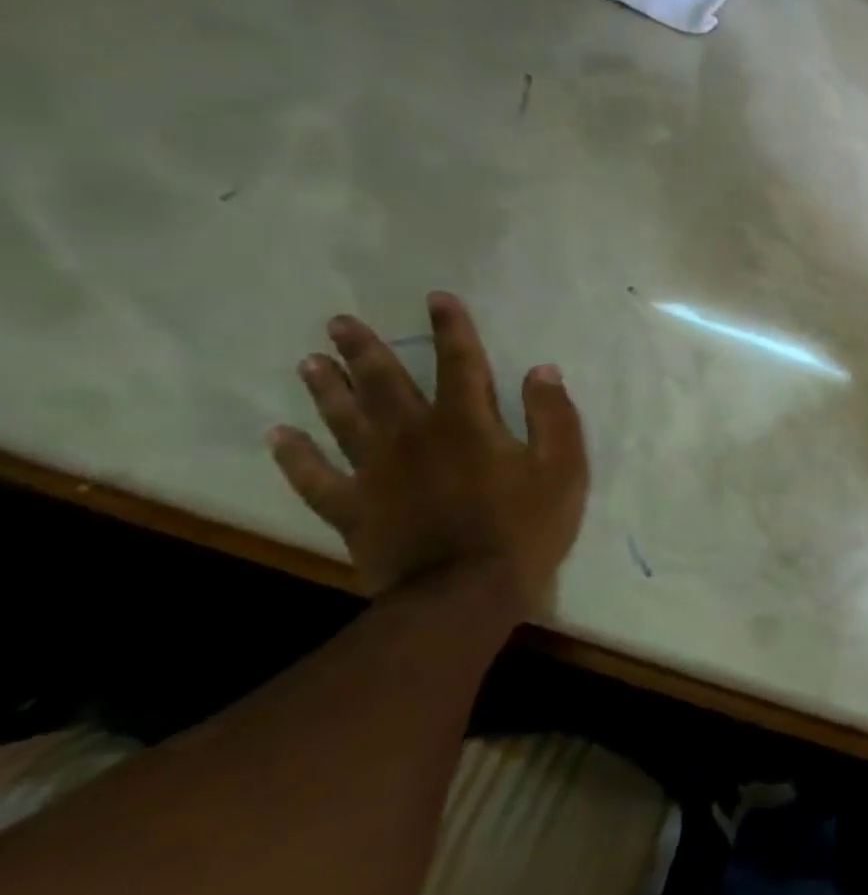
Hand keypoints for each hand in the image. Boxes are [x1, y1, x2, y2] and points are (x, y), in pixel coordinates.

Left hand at [267, 291, 588, 618]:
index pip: (460, 362)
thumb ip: (554, 416)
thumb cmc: (524, 527)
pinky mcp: (354, 510)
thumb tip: (542, 370)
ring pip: (344, 421)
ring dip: (327, 390)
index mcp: (467, 423)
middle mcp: (414, 436)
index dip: (450, 329)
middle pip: (386, 384)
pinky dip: (294, 458)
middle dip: (365, 350)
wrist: (463, 595)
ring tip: (309, 362)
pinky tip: (277, 437)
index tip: (435, 299)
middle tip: (339, 323)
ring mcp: (376, 473)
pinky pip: (315, 479)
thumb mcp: (563, 468)